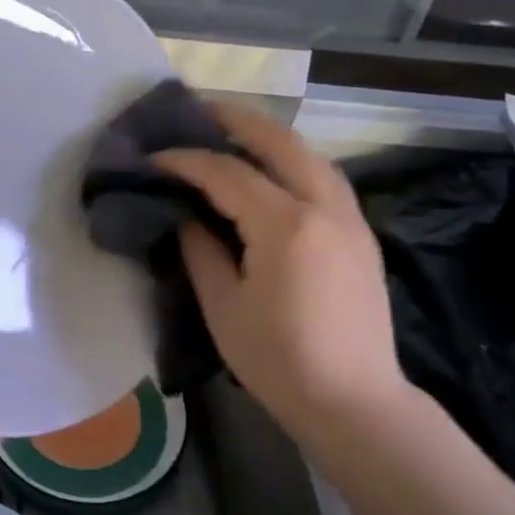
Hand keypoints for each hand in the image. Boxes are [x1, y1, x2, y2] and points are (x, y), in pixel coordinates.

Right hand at [154, 102, 405, 443]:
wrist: (355, 402)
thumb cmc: (279, 360)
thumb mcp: (223, 307)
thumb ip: (201, 250)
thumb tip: (187, 216)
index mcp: (286, 225)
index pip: (227, 173)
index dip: (186, 160)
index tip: (153, 157)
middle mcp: (324, 207)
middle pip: (279, 141)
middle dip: (236, 120)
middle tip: (198, 111)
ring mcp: (350, 217)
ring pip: (309, 154)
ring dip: (269, 136)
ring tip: (232, 132)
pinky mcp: (361, 233)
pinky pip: (324, 177)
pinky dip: (293, 160)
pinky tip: (272, 170)